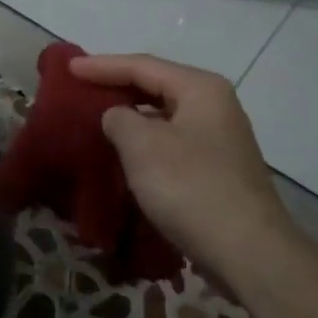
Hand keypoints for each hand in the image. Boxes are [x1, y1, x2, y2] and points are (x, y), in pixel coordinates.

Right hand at [70, 54, 291, 281]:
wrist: (249, 252)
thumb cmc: (191, 187)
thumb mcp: (143, 146)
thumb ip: (119, 119)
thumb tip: (117, 116)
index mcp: (200, 88)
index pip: (142, 65)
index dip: (102, 66)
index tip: (68, 68)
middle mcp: (215, 106)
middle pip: (156, 86)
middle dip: (118, 87)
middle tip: (80, 89)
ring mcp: (220, 139)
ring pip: (165, 117)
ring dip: (132, 118)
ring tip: (97, 120)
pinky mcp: (218, 170)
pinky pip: (172, 143)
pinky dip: (147, 143)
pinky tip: (125, 155)